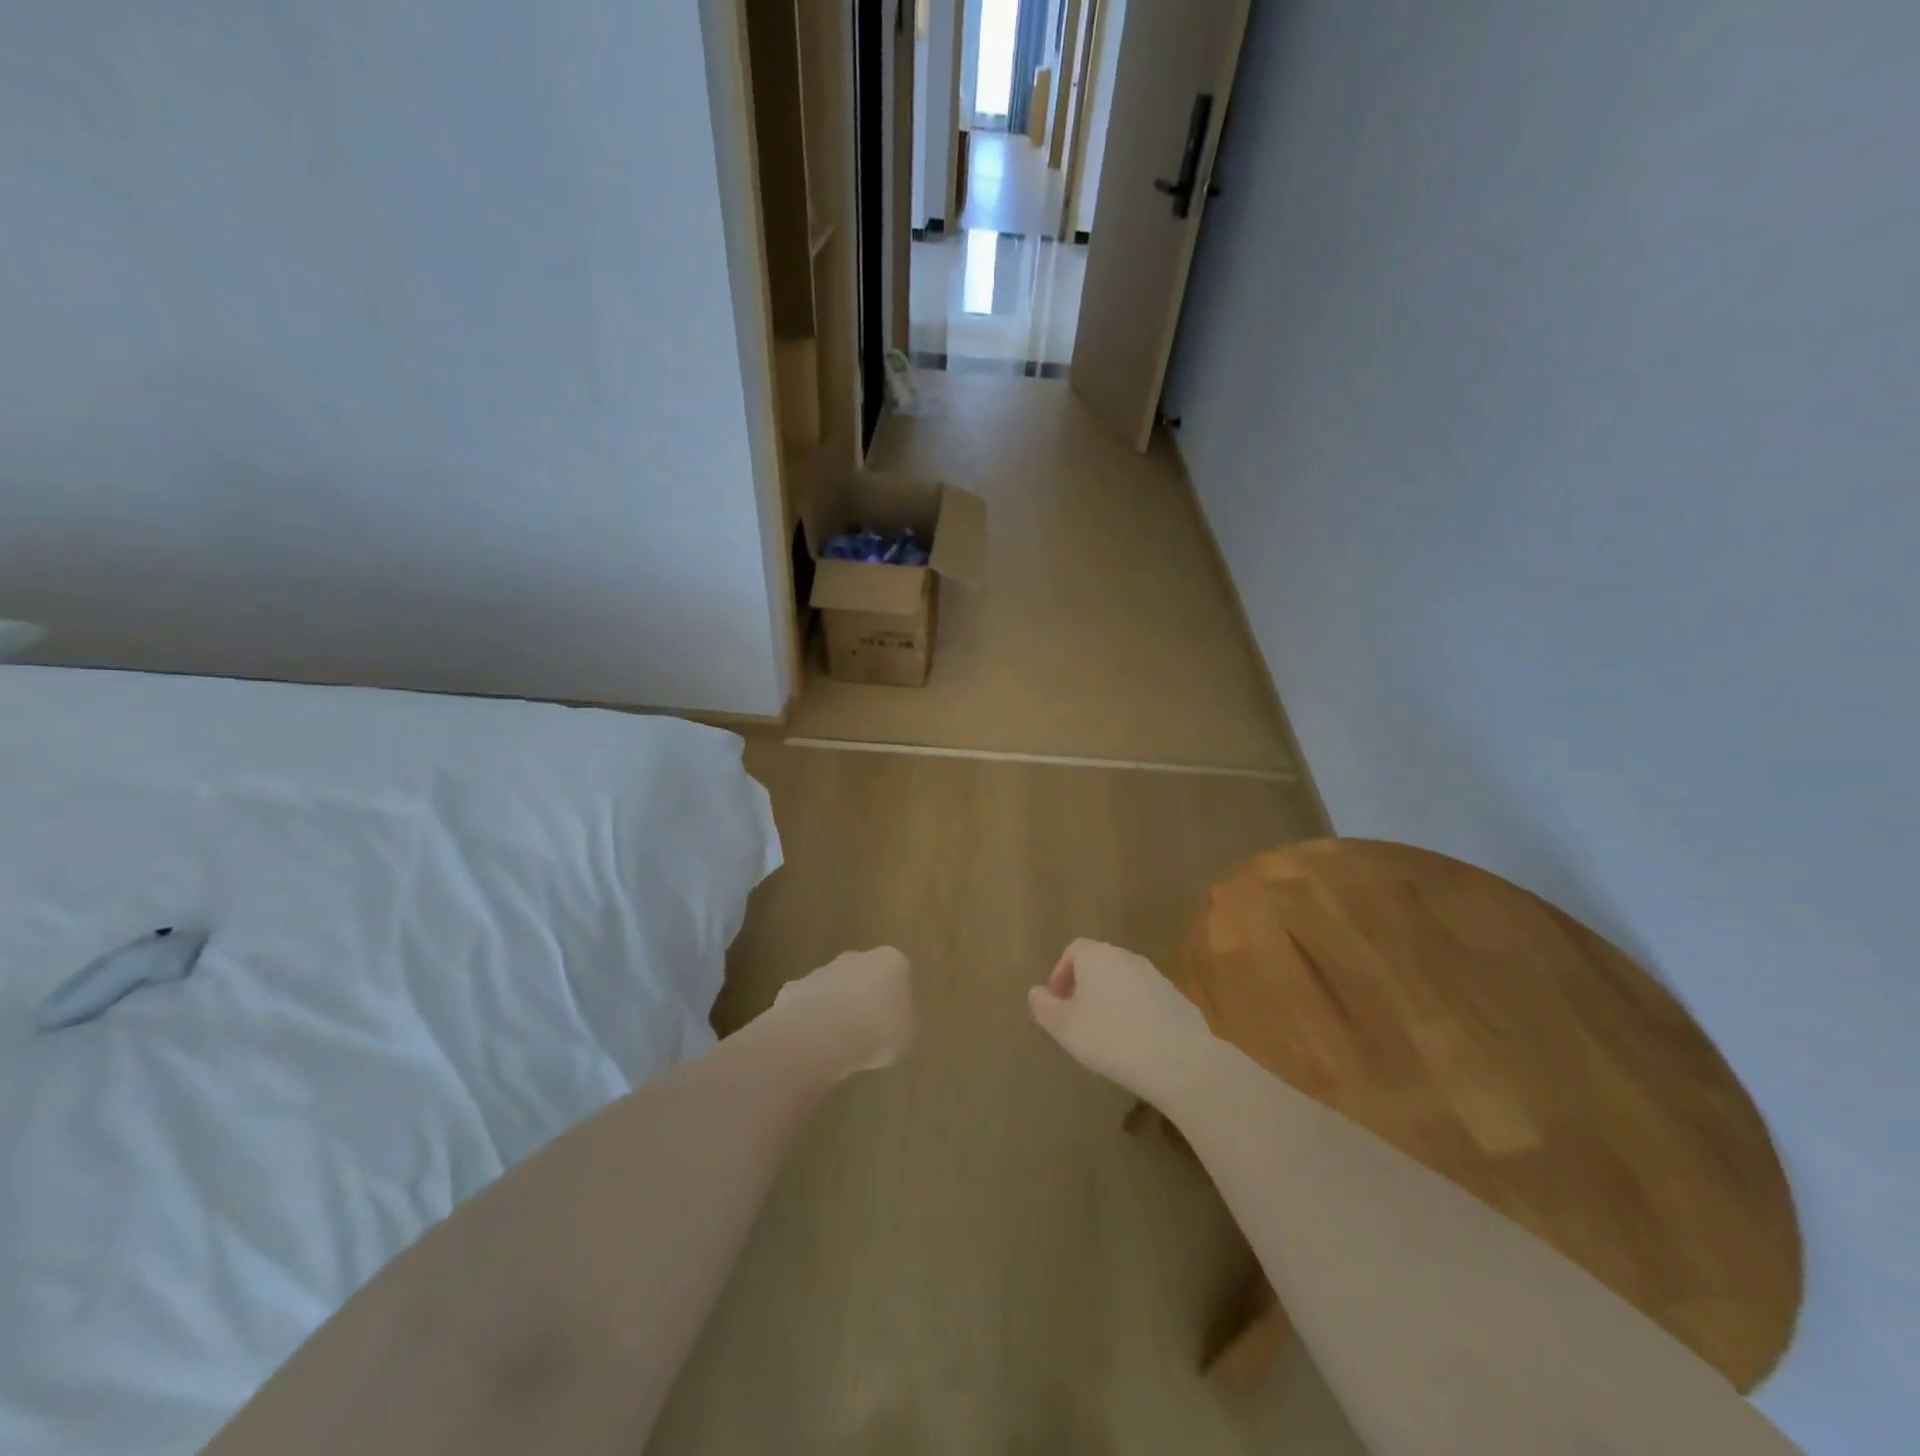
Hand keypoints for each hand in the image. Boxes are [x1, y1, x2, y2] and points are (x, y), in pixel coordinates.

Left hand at [772, 947, 916, 1080]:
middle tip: (866, 1030)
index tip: (893, 1021)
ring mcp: (821, 971)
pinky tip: (812, 1045)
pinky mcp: (793, 989)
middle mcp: (856, 958)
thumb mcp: (906, 1035)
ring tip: (838, 1044)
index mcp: (890, 961)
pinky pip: (806, 1006)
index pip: (897, 971)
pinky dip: (809, 1021)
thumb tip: (893, 1024)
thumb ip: (901, 1023)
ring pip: (832, 988)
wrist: (823, 1034)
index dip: (895, 997)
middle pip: (862, 974)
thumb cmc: (877, 1031)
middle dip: (863, 997)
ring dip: (835, 1009)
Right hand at [1028, 939, 1212, 1099]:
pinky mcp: (1179, 1000)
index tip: (1057, 1002)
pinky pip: (1149, 1001)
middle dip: (1086, 987)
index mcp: (1098, 956)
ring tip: (1108, 1034)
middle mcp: (1128, 958)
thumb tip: (1036, 992)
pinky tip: (1137, 1045)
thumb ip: (1044, 1007)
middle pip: (1101, 964)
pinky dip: (1138, 1015)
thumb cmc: (1110, 1038)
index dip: (1061, 973)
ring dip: (1113, 1001)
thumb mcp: (1064, 1027)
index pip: (1074, 950)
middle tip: (1079, 1018)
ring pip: (1126, 982)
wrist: (1177, 1059)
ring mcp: (1157, 977)